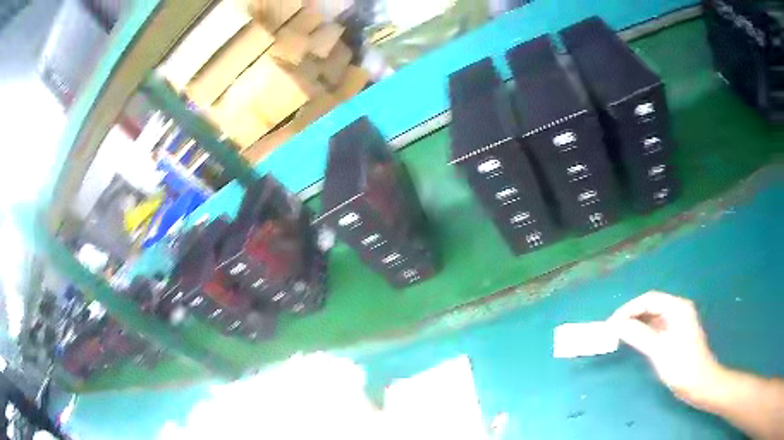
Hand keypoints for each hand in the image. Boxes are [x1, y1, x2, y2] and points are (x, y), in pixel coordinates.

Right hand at [609, 291, 723, 407]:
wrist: (700, 383)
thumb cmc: (682, 366)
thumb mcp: (659, 351)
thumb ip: (639, 335)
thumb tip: (617, 325)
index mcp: (677, 307)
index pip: (648, 299)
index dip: (628, 309)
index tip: (611, 323)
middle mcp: (678, 310)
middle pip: (650, 306)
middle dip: (630, 315)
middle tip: (612, 329)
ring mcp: (677, 322)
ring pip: (652, 317)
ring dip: (636, 324)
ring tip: (619, 335)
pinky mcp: (675, 334)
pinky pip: (656, 327)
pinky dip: (643, 332)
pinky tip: (634, 340)